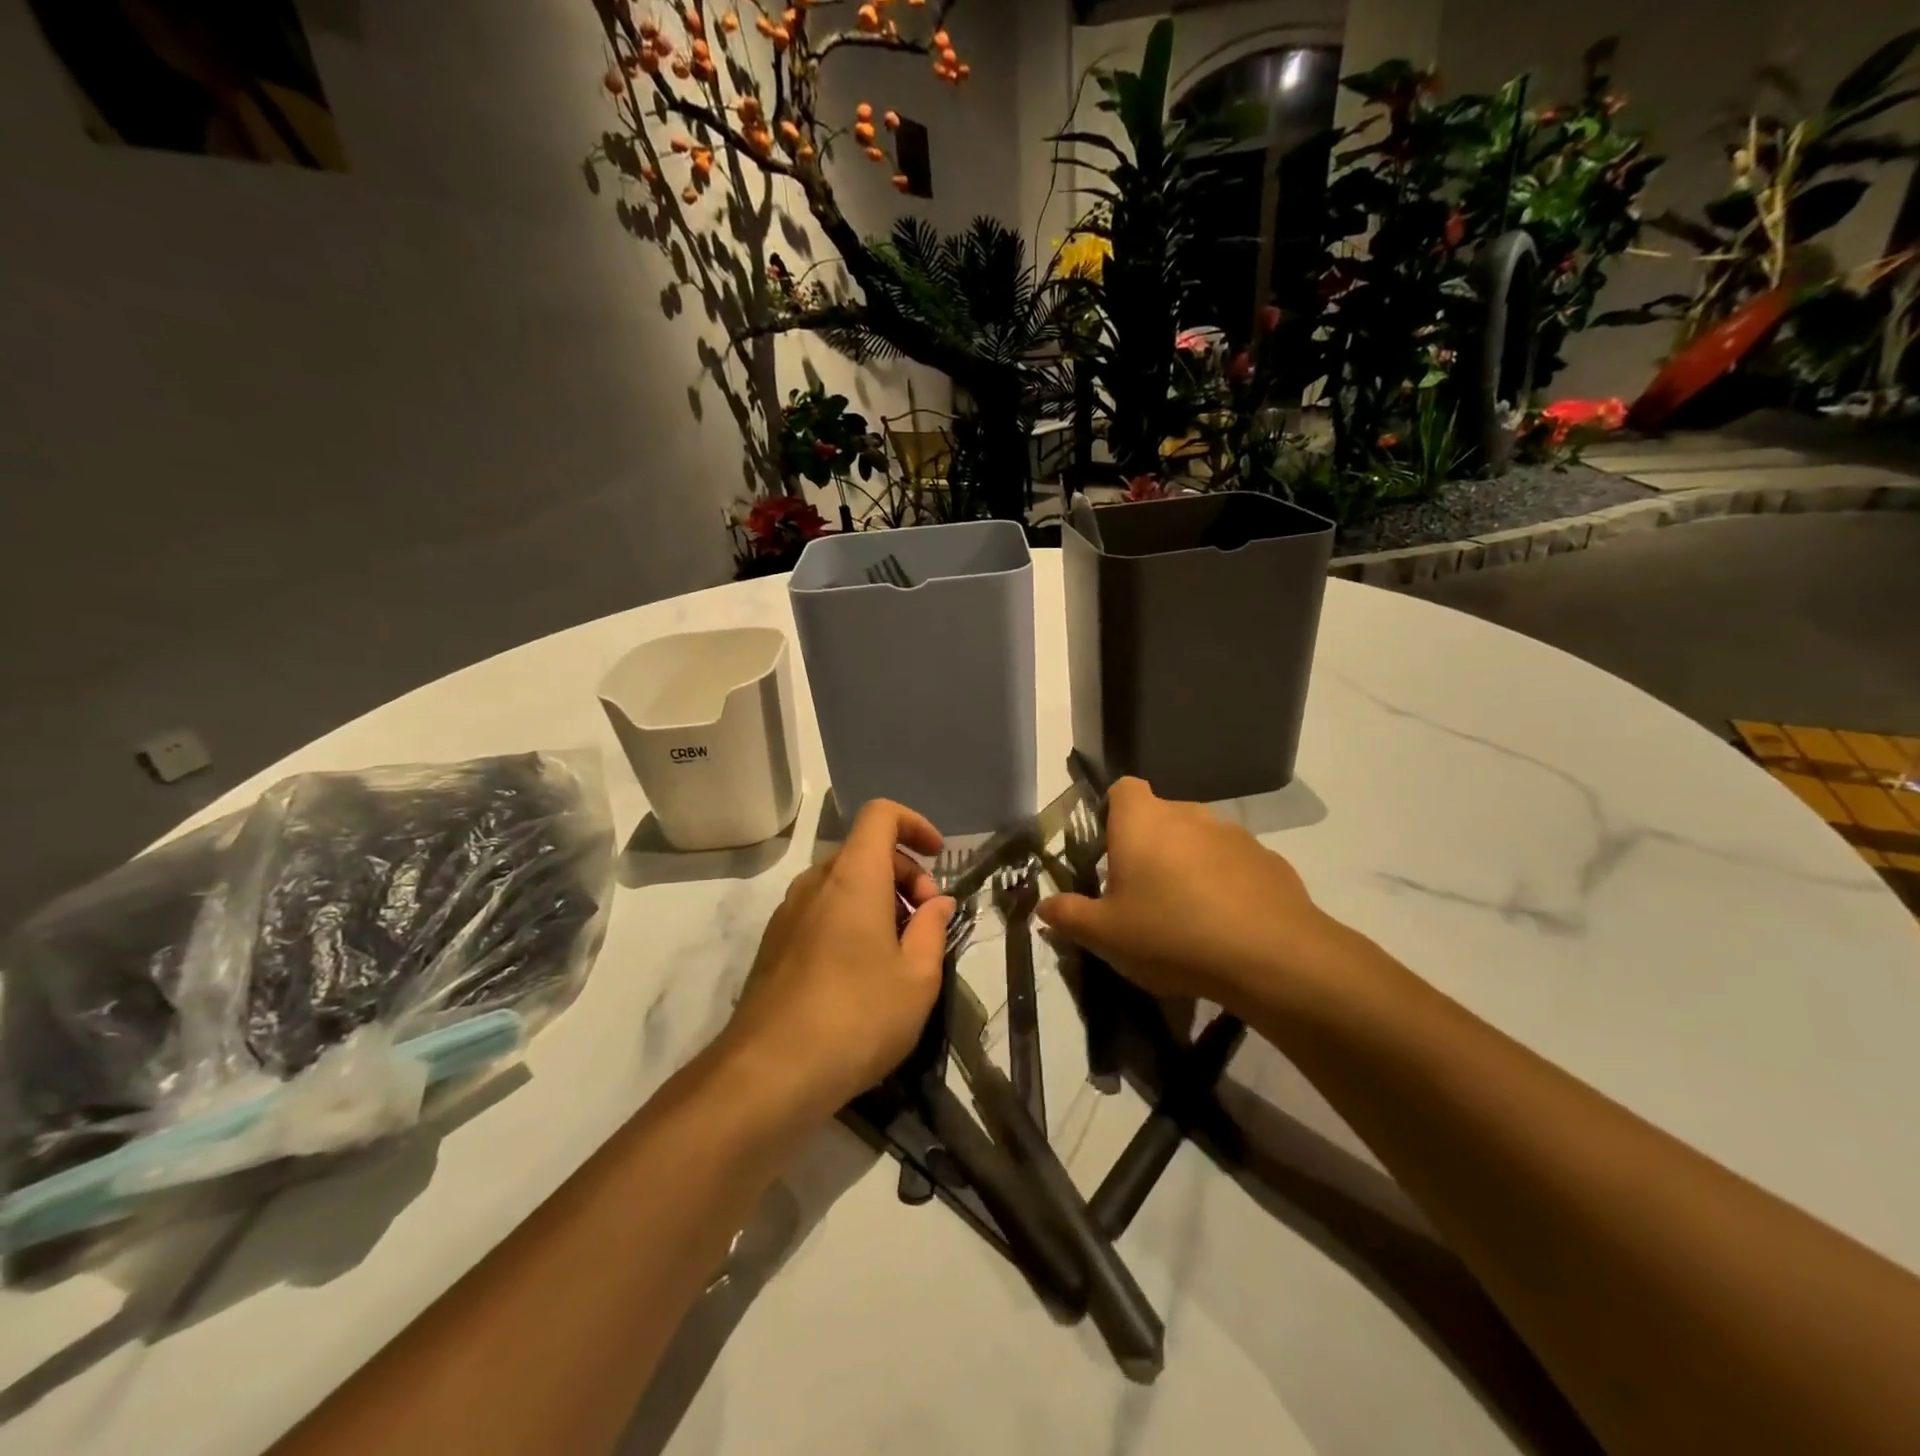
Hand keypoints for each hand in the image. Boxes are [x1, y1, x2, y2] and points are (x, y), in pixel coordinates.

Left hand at [723, 800, 953, 1119]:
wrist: (769, 1074)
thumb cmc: (858, 1016)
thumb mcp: (918, 977)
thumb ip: (933, 929)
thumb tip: (937, 903)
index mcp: (853, 877)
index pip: (880, 814)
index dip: (914, 823)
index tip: (938, 856)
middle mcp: (815, 884)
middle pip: (864, 852)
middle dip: (904, 874)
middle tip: (926, 924)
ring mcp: (788, 914)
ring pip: (842, 884)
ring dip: (878, 901)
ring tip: (899, 953)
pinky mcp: (773, 946)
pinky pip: (820, 912)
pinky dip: (850, 921)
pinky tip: (863, 975)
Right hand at [1037, 777, 1354, 1018]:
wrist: (1270, 957)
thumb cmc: (1170, 933)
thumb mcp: (1105, 935)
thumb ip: (1069, 916)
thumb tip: (1043, 908)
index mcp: (1143, 821)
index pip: (1122, 789)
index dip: (1112, 813)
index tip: (1109, 852)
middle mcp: (1188, 814)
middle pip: (1161, 817)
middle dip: (1149, 847)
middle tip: (1141, 894)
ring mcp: (1234, 834)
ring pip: (1199, 840)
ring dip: (1189, 865)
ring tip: (1187, 916)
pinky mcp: (1269, 860)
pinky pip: (1235, 865)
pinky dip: (1226, 884)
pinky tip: (1227, 926)